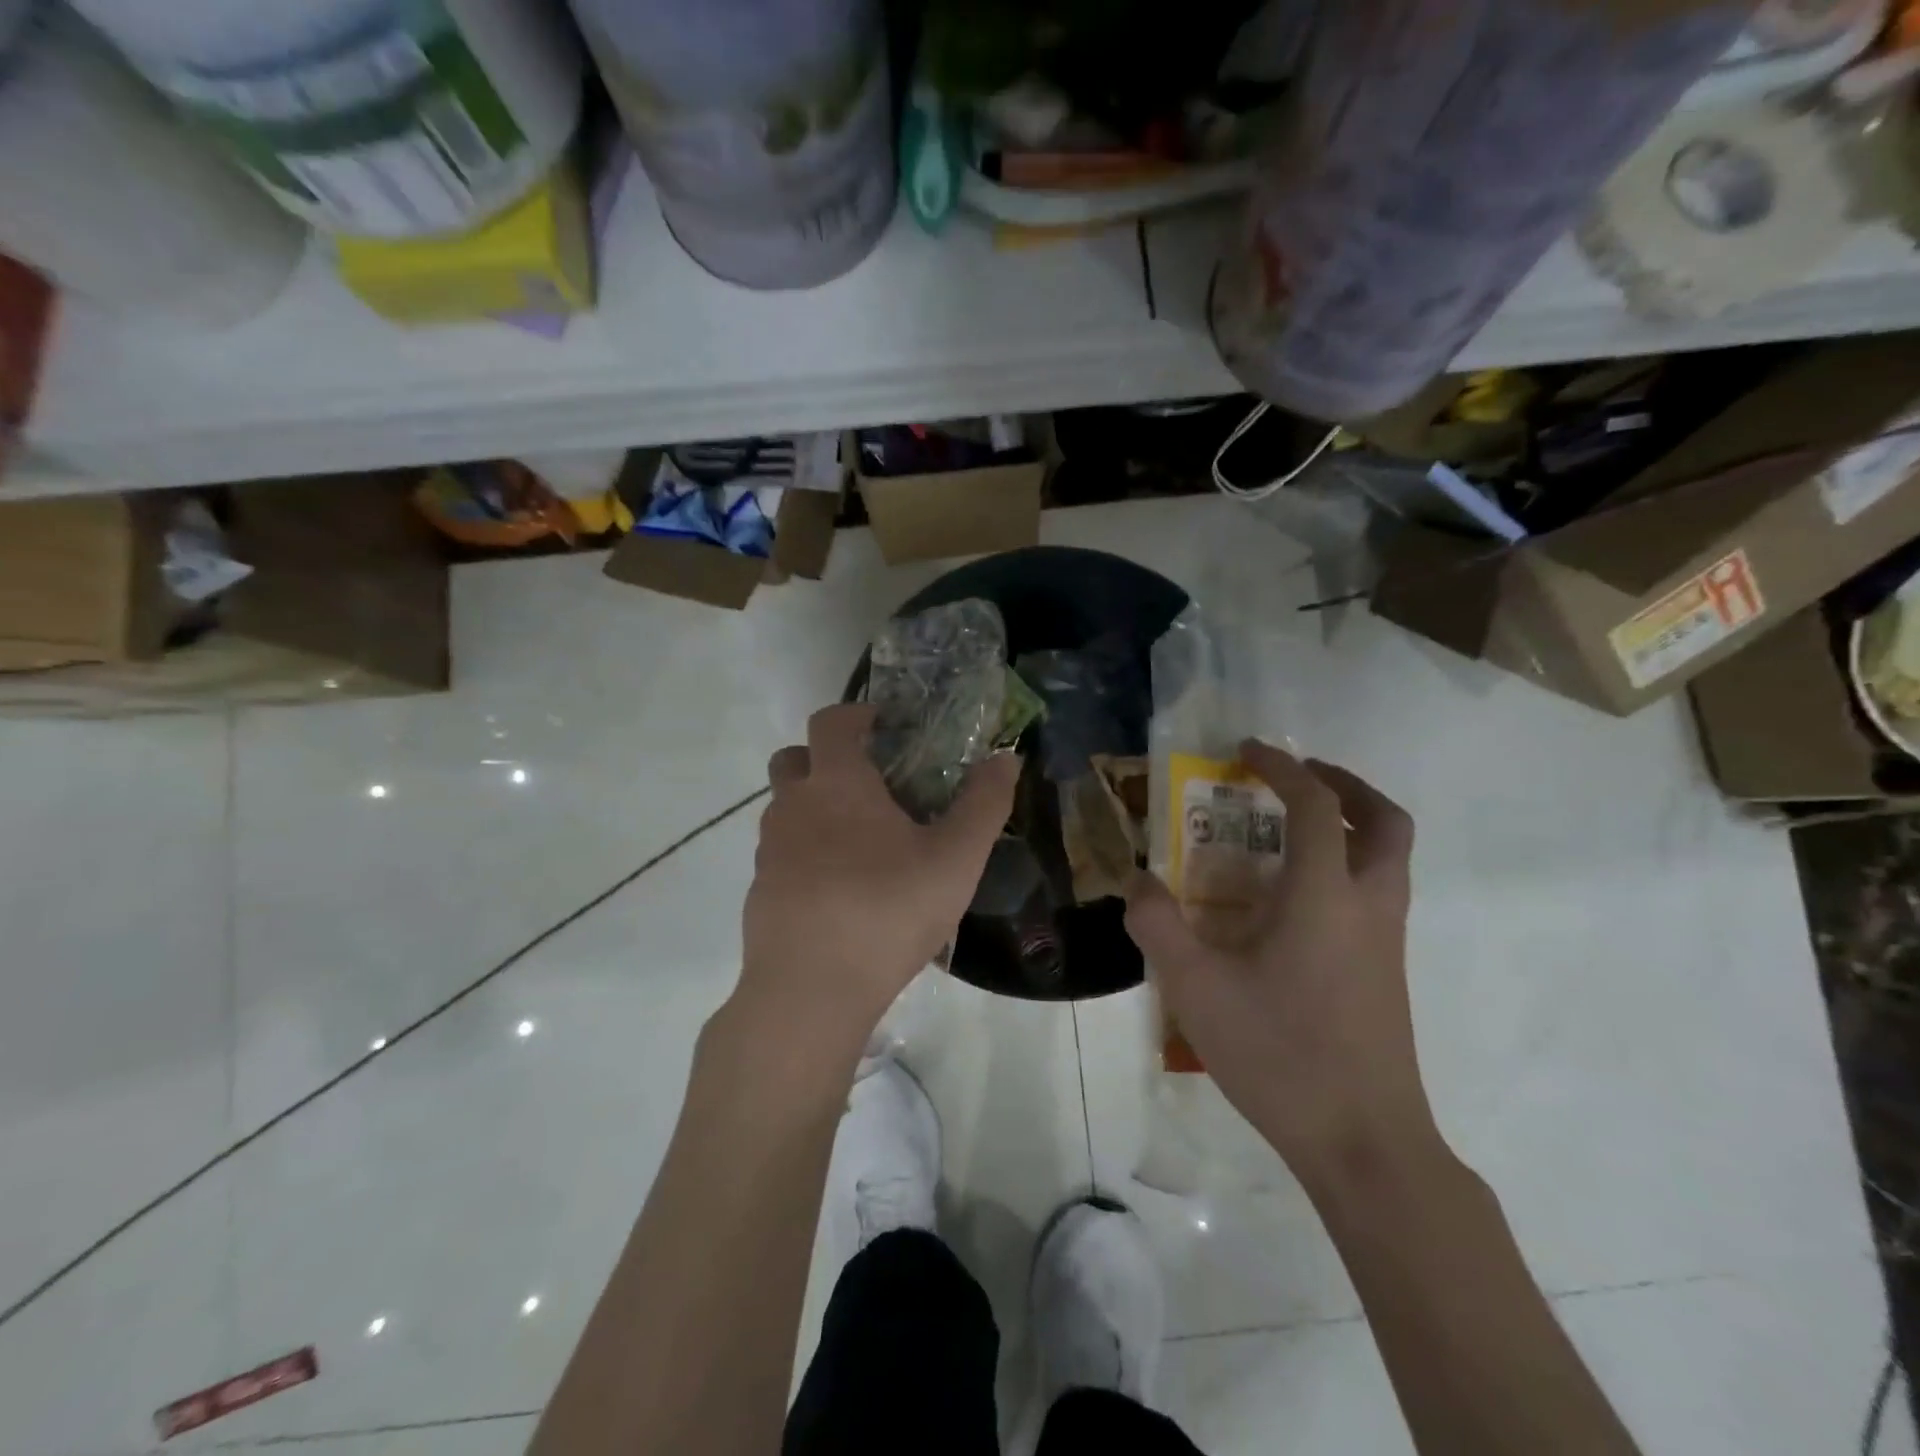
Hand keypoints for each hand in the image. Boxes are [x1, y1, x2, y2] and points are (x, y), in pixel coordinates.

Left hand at [738, 703, 1019, 1050]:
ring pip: (784, 808)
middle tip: (867, 782)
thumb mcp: (956, 858)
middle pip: (793, 758)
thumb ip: (984, 804)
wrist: (810, 990)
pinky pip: (781, 853)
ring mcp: (769, 850)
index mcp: (837, 784)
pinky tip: (839, 889)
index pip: (830, 721)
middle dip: (824, 757)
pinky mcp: (760, 891)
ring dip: (814, 807)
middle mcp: (793, 806)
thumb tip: (1006, 758)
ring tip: (860, 841)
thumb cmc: (888, 910)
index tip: (882, 724)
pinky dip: (805, 853)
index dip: (854, 714)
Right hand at [1124, 741, 1434, 1179]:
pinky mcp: (1386, 972)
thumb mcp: (1195, 987)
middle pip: (1384, 821)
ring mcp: (1386, 941)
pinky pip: (1375, 892)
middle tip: (1295, 779)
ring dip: (1350, 824)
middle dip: (1344, 785)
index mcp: (1326, 895)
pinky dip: (1345, 866)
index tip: (1246, 752)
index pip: (1315, 805)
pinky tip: (1291, 901)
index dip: (1282, 767)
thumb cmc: (1279, 1053)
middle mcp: (1368, 905)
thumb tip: (1137, 881)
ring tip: (1289, 832)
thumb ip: (1157, 924)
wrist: (1363, 1142)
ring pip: (1389, 858)